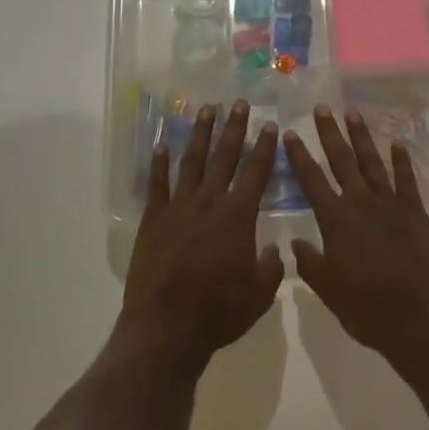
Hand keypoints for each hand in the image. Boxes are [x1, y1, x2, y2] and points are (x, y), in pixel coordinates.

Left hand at [120, 100, 284, 370]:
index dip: (265, 148)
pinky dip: (159, 163)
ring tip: (206, 110)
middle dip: (234, 128)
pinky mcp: (153, 219)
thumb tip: (275, 250)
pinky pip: (157, 184)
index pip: (256, 173)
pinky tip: (162, 144)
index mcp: (238, 216)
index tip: (270, 125)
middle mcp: (209, 202)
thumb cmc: (219, 312)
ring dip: (201, 134)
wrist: (167, 326)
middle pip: (224, 157)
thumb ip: (271, 267)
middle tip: (239, 103)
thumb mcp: (259, 295)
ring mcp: (178, 207)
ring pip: (192, 162)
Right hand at [283, 105, 428, 366]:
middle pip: (341, 160)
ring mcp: (391, 205)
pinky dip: (402, 160)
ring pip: (372, 162)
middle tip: (321, 107)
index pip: (311, 180)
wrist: (420, 320)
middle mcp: (361, 203)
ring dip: (361, 136)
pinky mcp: (415, 212)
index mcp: (335, 220)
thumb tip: (296, 241)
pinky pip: (406, 180)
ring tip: (352, 112)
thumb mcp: (328, 290)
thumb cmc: (368, 309)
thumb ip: (310, 263)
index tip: (290, 133)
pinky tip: (397, 142)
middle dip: (329, 133)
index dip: (299, 156)